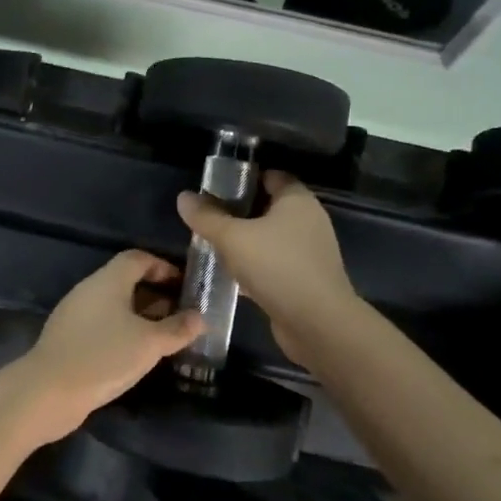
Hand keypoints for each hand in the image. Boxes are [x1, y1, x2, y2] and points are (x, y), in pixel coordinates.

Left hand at [11, 251, 204, 443]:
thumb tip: (200, 317)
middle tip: (181, 314)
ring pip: (114, 305)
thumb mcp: (149, 344)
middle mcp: (89, 290)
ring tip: (165, 336)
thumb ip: (177, 329)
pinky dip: (123, 330)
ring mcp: (75, 314)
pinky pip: (102, 324)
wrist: (48, 391)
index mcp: (108, 280)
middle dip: (155, 294)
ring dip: (140, 315)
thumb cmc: (104, 357)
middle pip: (126, 281)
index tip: (184, 286)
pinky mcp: (68, 337)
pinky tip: (136, 353)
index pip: (138, 258)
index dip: (163, 267)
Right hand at [178, 171, 354, 367]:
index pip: (271, 176)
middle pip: (269, 207)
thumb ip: (206, 217)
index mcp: (297, 200)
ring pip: (270, 238)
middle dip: (239, 212)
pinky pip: (274, 264)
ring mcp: (309, 252)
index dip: (245, 178)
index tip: (216, 188)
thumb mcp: (232, 238)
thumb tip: (183, 197)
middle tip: (208, 218)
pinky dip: (255, 266)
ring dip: (246, 241)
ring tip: (214, 246)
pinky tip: (231, 275)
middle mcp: (308, 221)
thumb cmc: (276, 267)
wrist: (317, 323)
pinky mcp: (305, 279)